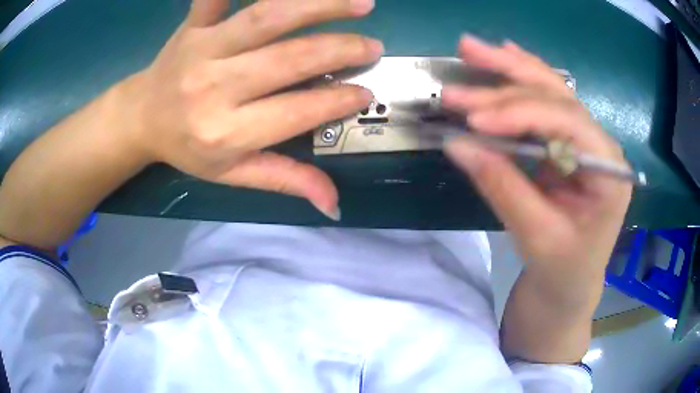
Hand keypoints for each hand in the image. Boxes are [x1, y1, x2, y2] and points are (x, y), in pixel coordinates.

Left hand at [120, 0, 381, 218]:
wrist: (141, 117)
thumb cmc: (187, 147)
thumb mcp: (231, 174)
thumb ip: (284, 180)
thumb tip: (333, 204)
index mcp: (225, 132)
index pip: (295, 112)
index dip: (337, 101)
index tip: (366, 92)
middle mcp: (214, 87)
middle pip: (288, 59)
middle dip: (340, 51)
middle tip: (372, 47)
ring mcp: (202, 49)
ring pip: (267, 17)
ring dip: (319, 5)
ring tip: (361, 3)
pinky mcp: (193, 24)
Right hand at [442, 36, 631, 291]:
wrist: (571, 286)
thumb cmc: (563, 270)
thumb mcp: (536, 237)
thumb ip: (502, 187)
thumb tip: (457, 144)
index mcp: (608, 170)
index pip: (565, 123)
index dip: (519, 114)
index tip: (473, 119)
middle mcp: (600, 145)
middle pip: (556, 95)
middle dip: (508, 77)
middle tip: (463, 57)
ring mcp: (585, 141)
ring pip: (550, 91)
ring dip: (510, 68)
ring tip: (473, 48)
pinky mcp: (567, 144)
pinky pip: (545, 104)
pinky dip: (521, 80)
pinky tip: (505, 56)